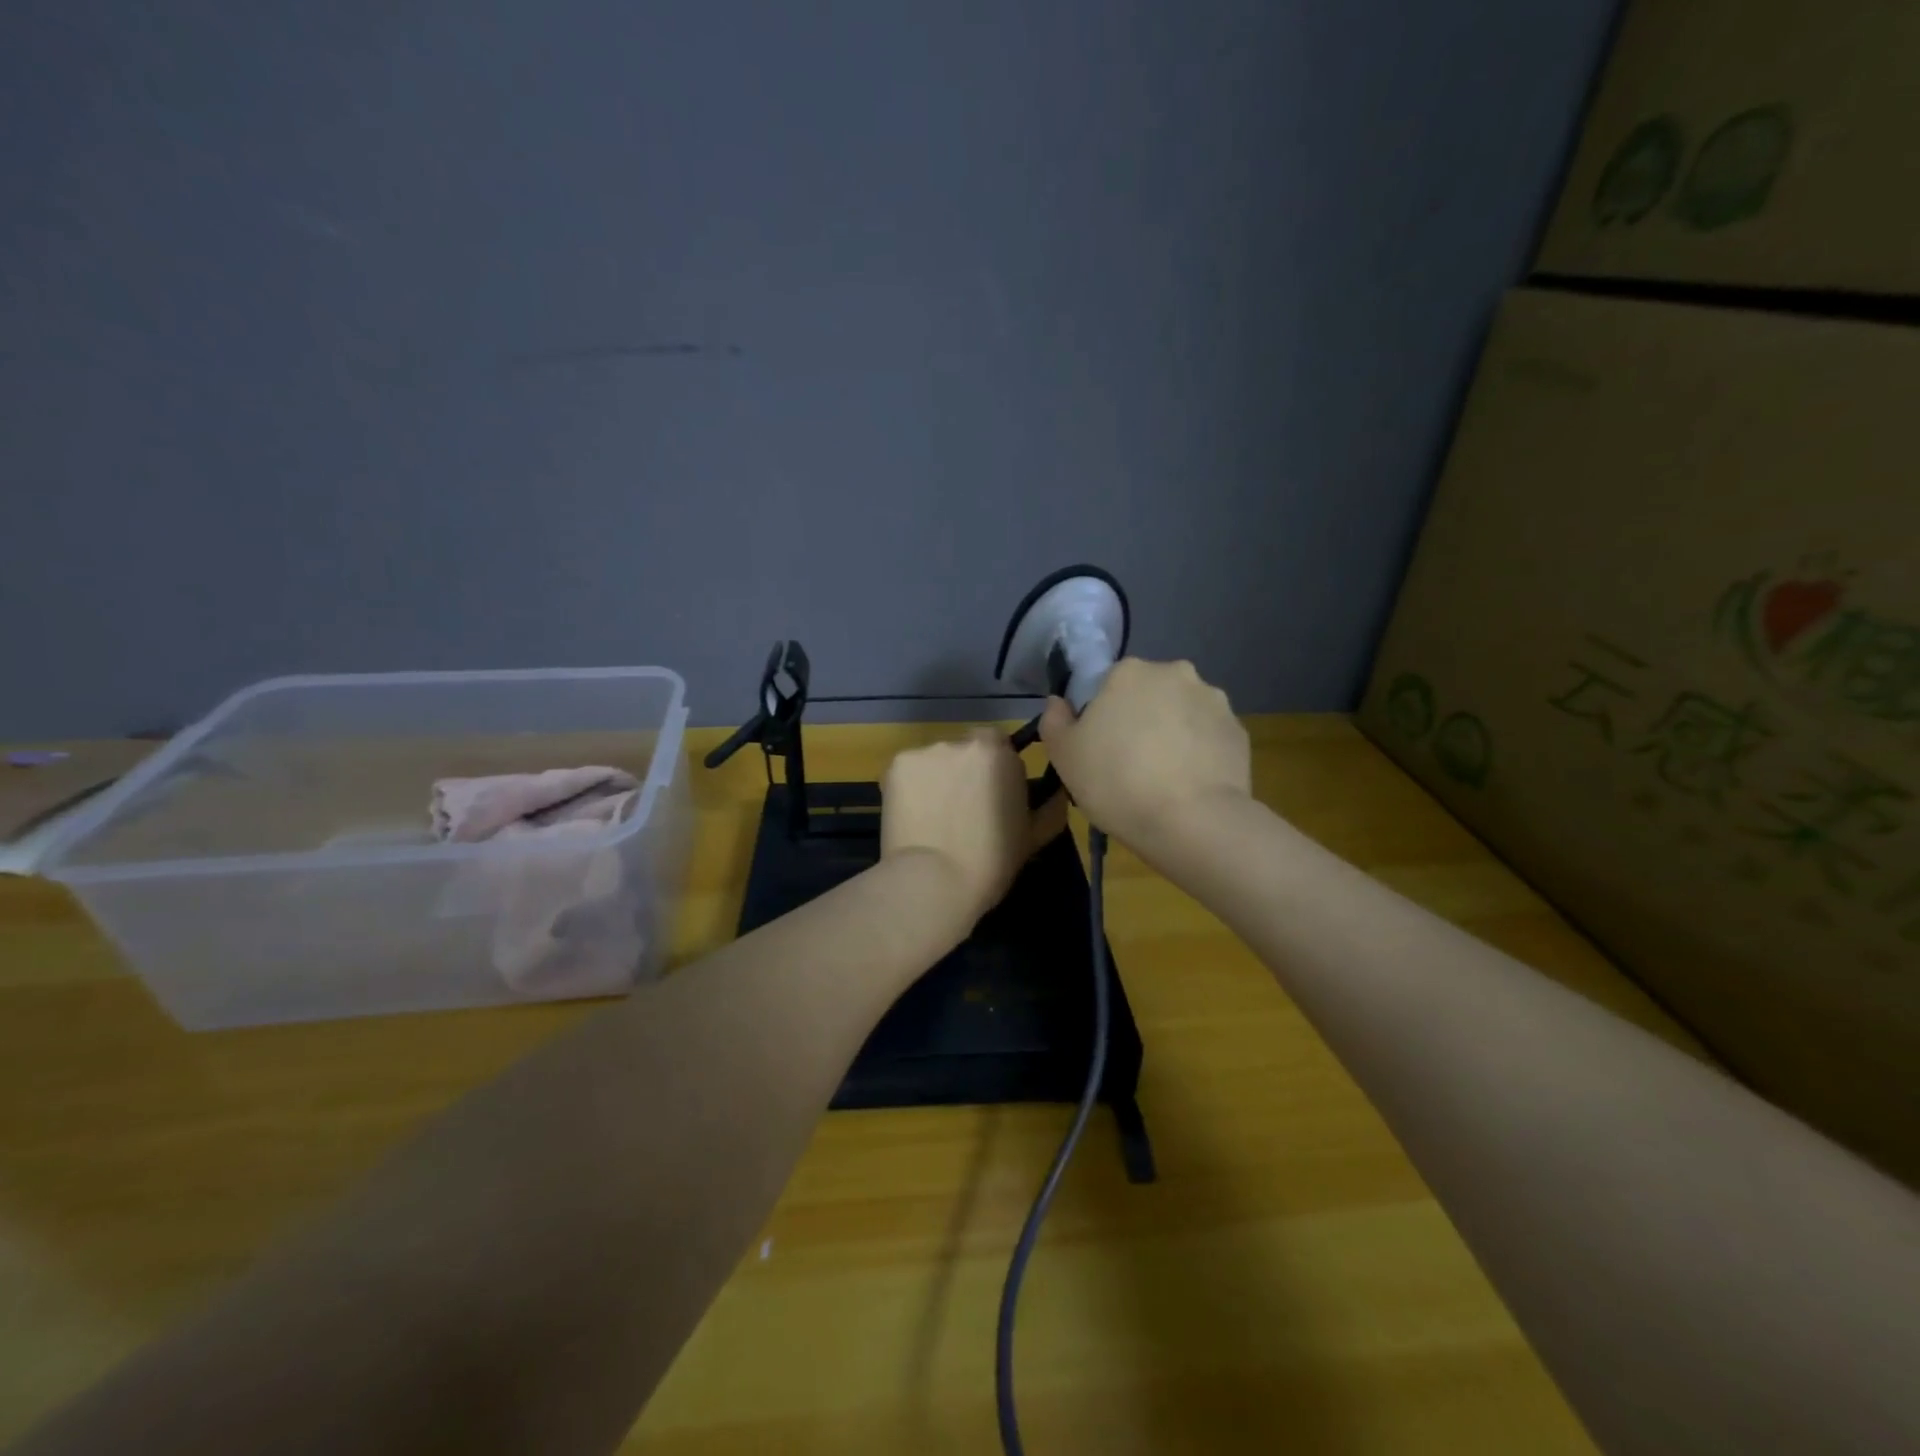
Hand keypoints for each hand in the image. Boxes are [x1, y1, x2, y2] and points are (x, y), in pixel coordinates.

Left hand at [881, 729, 1067, 923]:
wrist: (934, 881)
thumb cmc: (992, 861)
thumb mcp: (1034, 835)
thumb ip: (1049, 805)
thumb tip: (1056, 791)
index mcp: (998, 751)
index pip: (997, 744)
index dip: (994, 769)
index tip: (991, 796)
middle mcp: (961, 742)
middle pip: (964, 750)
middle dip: (963, 772)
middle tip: (961, 809)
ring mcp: (924, 751)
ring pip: (933, 761)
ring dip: (935, 780)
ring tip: (933, 817)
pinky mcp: (895, 766)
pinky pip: (908, 772)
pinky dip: (910, 789)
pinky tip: (912, 817)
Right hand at [1039, 657, 1250, 849]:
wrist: (1192, 822)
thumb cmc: (1116, 782)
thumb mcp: (1064, 756)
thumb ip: (1054, 720)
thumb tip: (1059, 702)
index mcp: (1129, 672)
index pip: (1108, 683)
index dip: (1101, 715)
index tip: (1099, 747)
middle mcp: (1175, 673)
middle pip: (1148, 693)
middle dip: (1140, 718)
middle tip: (1129, 763)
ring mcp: (1213, 700)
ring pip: (1181, 713)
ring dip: (1171, 733)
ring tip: (1163, 778)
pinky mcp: (1239, 731)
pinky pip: (1208, 737)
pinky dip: (1198, 752)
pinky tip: (1188, 784)